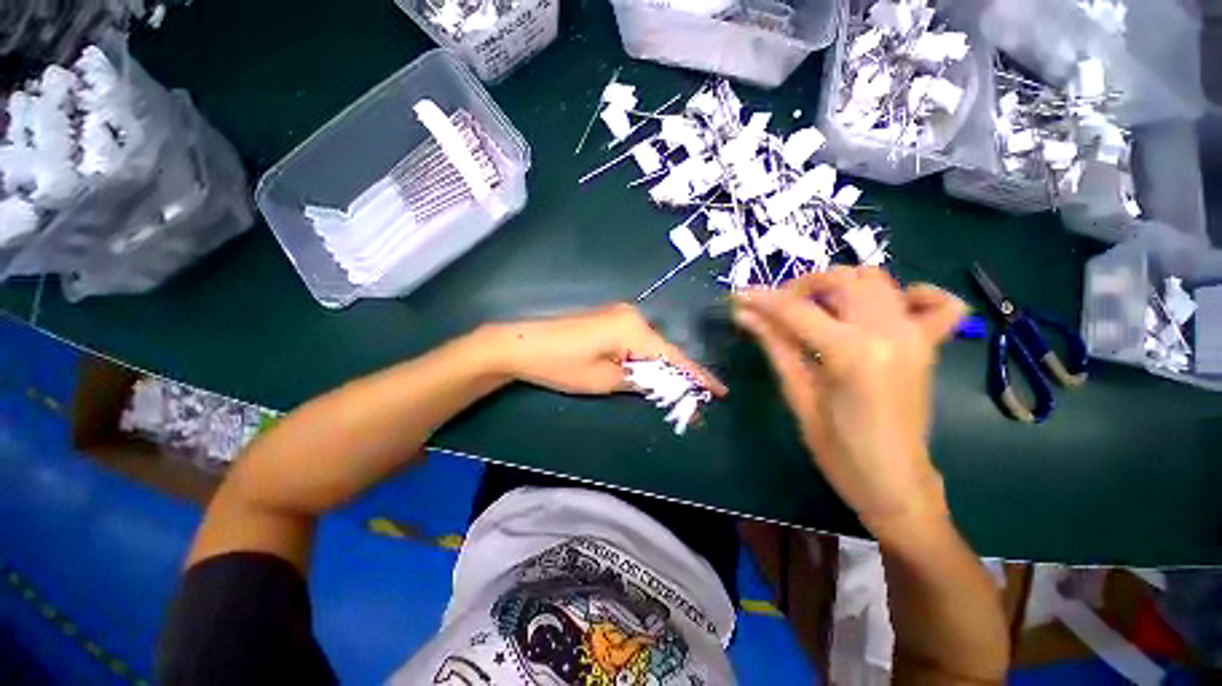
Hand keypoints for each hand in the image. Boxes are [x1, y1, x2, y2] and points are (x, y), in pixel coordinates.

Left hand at [489, 303, 727, 396]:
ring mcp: (619, 316)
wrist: (522, 344)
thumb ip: (640, 381)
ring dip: (659, 369)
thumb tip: (665, 385)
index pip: (674, 356)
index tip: (719, 391)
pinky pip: (636, 342)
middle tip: (692, 400)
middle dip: (677, 375)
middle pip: (664, 349)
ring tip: (672, 392)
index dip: (697, 376)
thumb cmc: (561, 364)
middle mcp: (632, 316)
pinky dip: (644, 360)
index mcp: (634, 328)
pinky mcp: (609, 321)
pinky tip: (647, 374)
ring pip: (650, 346)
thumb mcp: (604, 380)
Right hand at [732, 267, 966, 537]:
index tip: (740, 297)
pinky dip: (913, 294)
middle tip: (776, 309)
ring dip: (839, 285)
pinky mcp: (929, 345)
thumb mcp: (798, 395)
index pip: (797, 310)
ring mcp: (915, 335)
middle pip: (841, 280)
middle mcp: (889, 332)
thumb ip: (775, 346)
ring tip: (815, 307)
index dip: (763, 300)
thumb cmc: (838, 450)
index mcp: (852, 353)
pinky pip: (937, 303)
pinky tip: (884, 308)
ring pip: (876, 280)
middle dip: (800, 286)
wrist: (894, 481)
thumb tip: (744, 315)